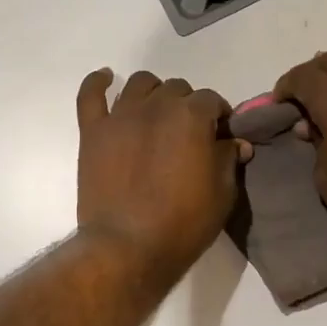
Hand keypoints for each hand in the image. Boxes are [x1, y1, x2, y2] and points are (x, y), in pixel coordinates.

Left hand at [76, 69, 248, 289]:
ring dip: (154, 94)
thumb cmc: (183, 223)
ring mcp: (121, 116)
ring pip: (140, 85)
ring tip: (157, 115)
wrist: (127, 246)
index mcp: (191, 116)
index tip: (220, 136)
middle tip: (188, 135)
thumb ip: (228, 160)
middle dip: (187, 106)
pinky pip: (91, 95)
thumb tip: (235, 142)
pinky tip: (107, 79)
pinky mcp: (93, 131)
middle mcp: (156, 106)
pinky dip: (98, 82)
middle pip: (176, 89)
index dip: (218, 117)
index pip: (211, 100)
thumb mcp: (222, 194)